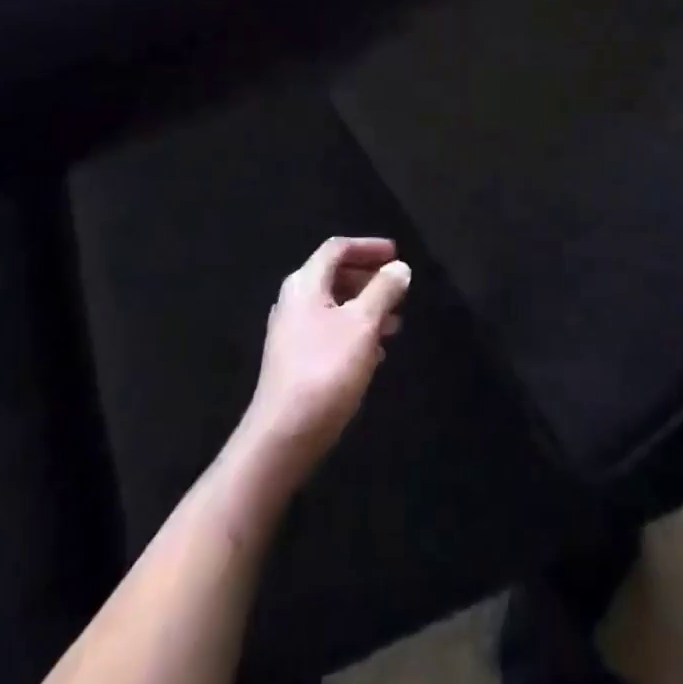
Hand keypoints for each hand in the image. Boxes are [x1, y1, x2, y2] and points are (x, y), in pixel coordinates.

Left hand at [240, 237, 410, 480]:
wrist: (283, 437)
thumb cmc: (325, 370)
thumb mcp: (363, 324)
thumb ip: (383, 290)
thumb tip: (399, 267)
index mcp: (305, 284)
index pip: (337, 248)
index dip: (369, 246)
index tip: (397, 254)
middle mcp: (294, 301)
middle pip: (335, 274)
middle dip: (370, 277)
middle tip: (400, 288)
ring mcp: (292, 332)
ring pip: (335, 305)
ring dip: (366, 306)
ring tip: (396, 322)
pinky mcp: (296, 360)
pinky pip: (330, 330)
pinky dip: (355, 330)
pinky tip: (376, 351)